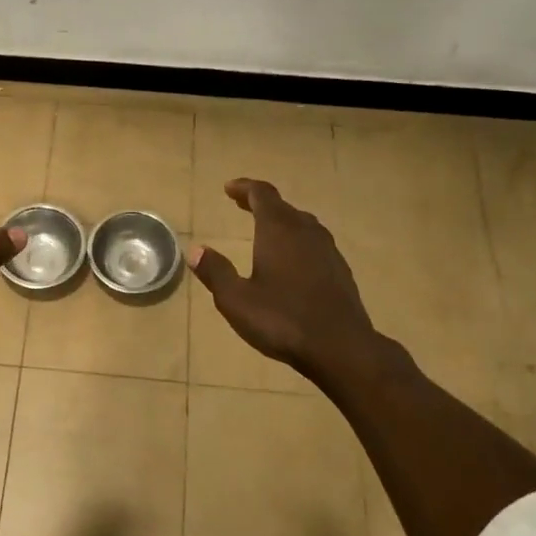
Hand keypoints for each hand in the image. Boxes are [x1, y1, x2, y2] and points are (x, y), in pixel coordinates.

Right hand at [186, 178, 379, 384]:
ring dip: (282, 220)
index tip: (229, 188)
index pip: (262, 194)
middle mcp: (305, 232)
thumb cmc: (282, 320)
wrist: (341, 347)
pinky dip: (297, 240)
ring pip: (302, 223)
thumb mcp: (236, 300)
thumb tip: (195, 250)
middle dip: (260, 202)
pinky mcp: (340, 270)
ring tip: (266, 229)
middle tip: (242, 205)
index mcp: (278, 230)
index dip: (245, 188)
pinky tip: (293, 260)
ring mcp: (327, 250)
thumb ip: (215, 272)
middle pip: (283, 206)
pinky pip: (314, 242)